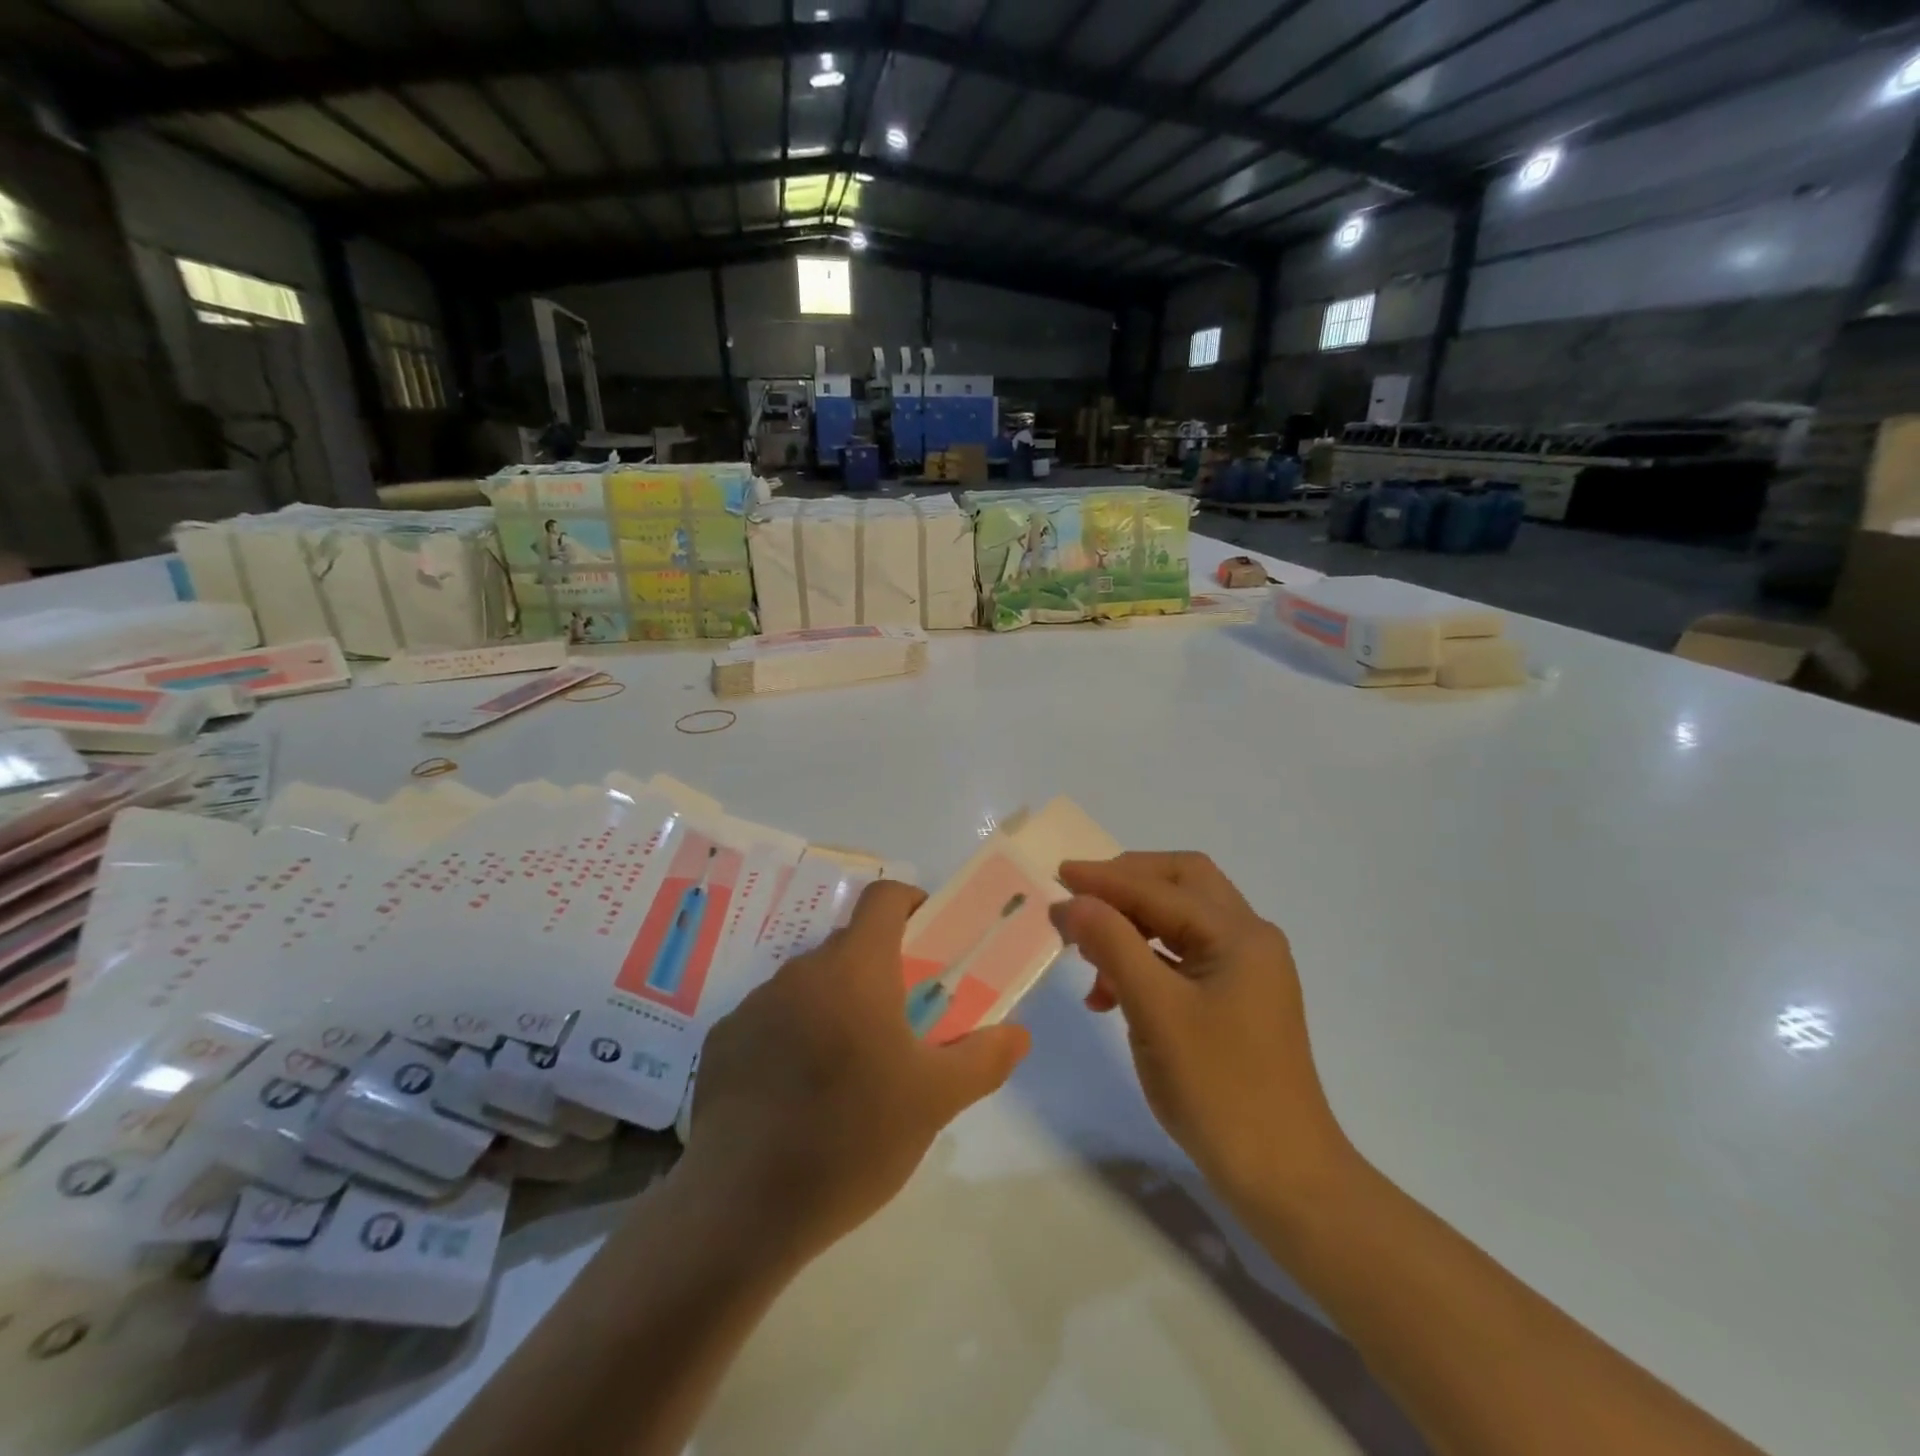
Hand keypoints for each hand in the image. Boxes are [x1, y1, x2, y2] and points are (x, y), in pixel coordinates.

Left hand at [682, 880, 1030, 1263]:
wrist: (742, 1209)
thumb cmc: (853, 1139)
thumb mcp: (934, 1102)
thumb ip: (984, 1058)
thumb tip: (1018, 1034)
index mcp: (854, 969)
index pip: (884, 899)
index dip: (912, 905)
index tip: (931, 940)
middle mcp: (800, 971)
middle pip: (849, 947)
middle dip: (881, 970)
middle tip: (903, 1022)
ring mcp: (754, 1005)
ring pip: (810, 985)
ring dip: (836, 1006)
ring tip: (850, 1069)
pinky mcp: (722, 1042)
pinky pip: (771, 1020)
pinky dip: (793, 1037)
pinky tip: (797, 1096)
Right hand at [1054, 853, 1352, 1209]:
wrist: (1283, 1176)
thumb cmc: (1218, 1088)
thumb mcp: (1156, 1010)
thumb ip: (1112, 945)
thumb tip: (1072, 901)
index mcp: (1239, 934)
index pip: (1159, 888)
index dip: (1104, 879)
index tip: (1055, 875)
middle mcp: (1249, 939)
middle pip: (1181, 885)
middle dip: (1127, 885)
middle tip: (1081, 897)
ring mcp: (1246, 969)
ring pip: (1181, 920)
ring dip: (1133, 925)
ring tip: (1087, 953)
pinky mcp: (1236, 998)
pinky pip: (1184, 956)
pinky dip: (1145, 959)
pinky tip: (1111, 991)